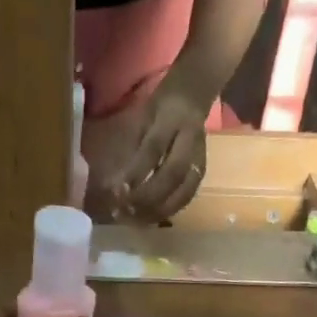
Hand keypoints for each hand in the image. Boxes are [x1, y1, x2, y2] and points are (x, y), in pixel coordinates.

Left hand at [105, 82, 208, 221]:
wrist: (193, 96)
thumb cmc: (159, 108)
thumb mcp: (141, 119)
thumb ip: (132, 149)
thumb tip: (115, 184)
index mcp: (173, 119)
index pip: (153, 150)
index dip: (136, 173)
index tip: (117, 192)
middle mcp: (190, 140)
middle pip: (172, 175)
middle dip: (147, 197)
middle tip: (125, 211)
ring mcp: (200, 158)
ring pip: (183, 192)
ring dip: (158, 210)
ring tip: (135, 220)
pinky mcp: (201, 173)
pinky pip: (186, 198)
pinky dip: (168, 211)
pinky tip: (150, 219)